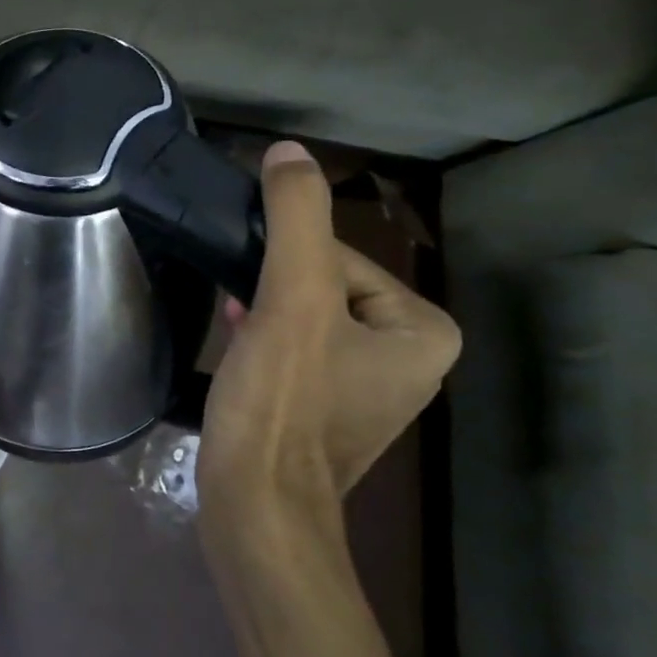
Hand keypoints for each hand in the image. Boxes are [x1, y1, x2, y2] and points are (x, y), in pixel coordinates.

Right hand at [198, 142, 460, 541]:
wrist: (256, 507)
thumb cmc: (282, 403)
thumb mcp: (290, 300)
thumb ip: (296, 217)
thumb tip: (290, 150)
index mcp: (423, 330)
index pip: (340, 258)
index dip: (284, 266)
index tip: (253, 294)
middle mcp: (411, 359)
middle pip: (323, 288)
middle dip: (274, 291)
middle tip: (239, 314)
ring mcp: (371, 389)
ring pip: (306, 319)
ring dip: (265, 313)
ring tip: (232, 328)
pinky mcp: (329, 412)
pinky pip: (300, 353)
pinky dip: (267, 342)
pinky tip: (236, 344)